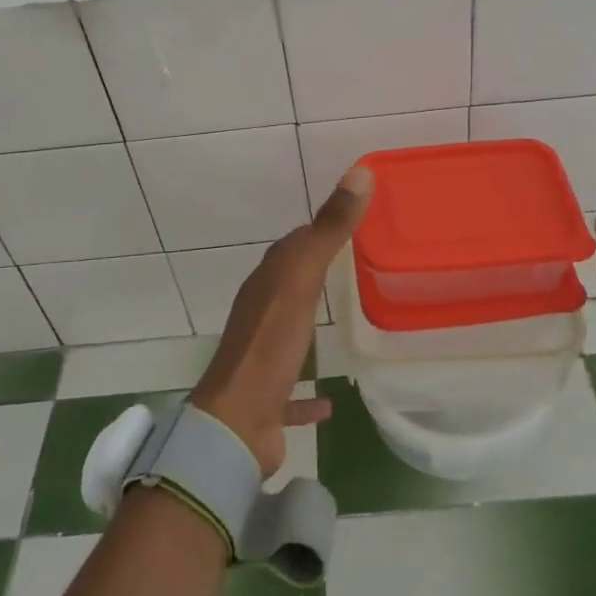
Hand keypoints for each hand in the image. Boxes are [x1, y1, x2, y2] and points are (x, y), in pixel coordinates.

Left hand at [191, 165, 373, 475]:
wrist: (236, 423)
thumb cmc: (270, 345)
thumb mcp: (302, 279)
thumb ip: (329, 230)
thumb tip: (359, 172)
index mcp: (267, 284)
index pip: (294, 245)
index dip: (319, 231)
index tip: (352, 223)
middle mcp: (261, 314)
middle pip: (291, 284)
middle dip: (317, 272)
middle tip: (358, 265)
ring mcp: (263, 356)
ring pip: (289, 331)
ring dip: (309, 323)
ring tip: (345, 320)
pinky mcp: (270, 397)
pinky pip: (294, 388)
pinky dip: (309, 391)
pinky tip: (331, 399)